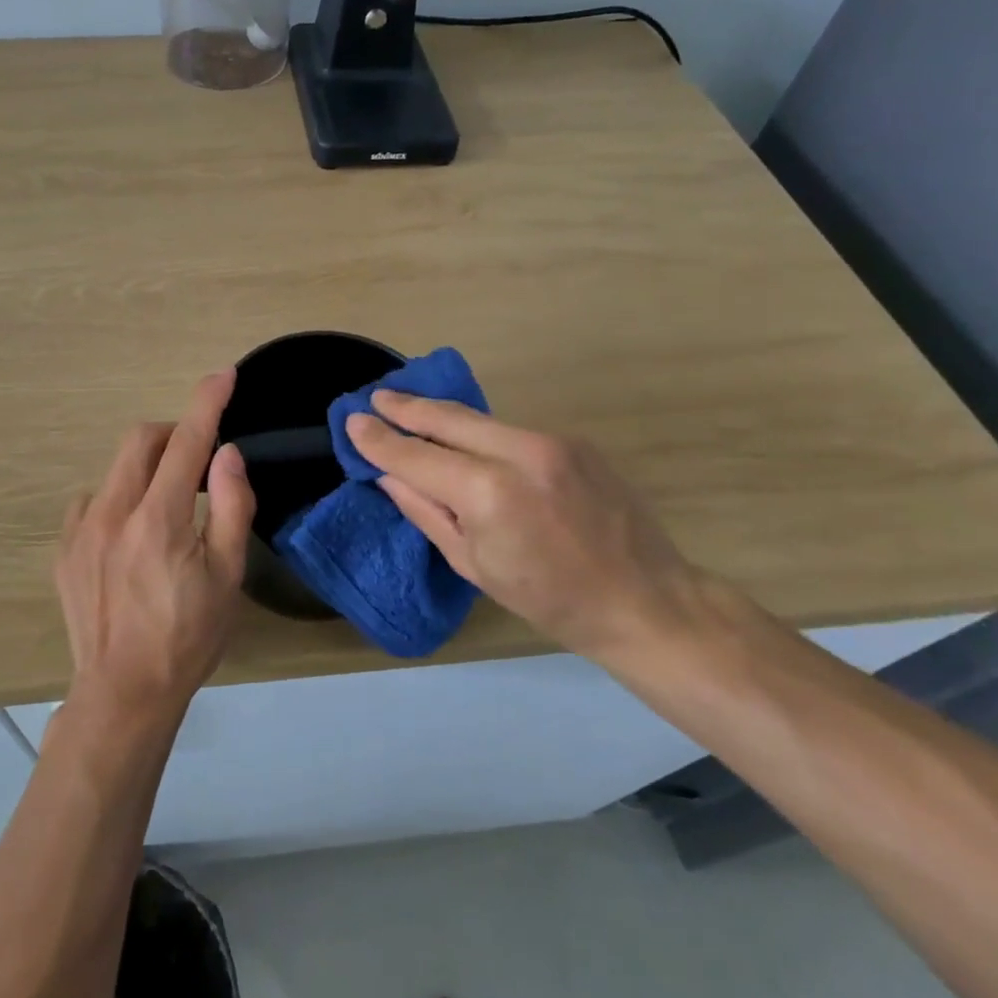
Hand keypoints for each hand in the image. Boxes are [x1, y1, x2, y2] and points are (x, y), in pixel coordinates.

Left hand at [56, 369, 255, 731]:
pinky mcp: (63, 550)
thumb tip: (227, 454)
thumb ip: (231, 507)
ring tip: (165, 511)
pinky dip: (117, 499)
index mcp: (159, 519)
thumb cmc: (188, 637)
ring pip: (115, 470)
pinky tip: (128, 535)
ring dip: (146, 470)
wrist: (123, 693)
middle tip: (198, 464)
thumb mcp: (227, 576)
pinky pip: (91, 500)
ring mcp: (79, 530)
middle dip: (173, 434)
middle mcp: (112, 513)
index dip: (207, 401)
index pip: (186, 441)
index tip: (222, 374)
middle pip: (140, 440)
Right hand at [345, 392, 729, 661]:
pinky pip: (510, 430)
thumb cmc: (549, 599)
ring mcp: (551, 441)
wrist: (644, 599)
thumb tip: (388, 475)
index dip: (380, 439)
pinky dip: (479, 432)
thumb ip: (426, 511)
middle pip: (447, 418)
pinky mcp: (573, 440)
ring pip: (479, 419)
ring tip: (409, 409)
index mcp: (488, 493)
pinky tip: (465, 438)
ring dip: (441, 415)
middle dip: (406, 407)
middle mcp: (518, 453)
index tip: (353, 421)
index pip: (416, 456)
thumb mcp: (473, 564)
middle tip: (376, 397)